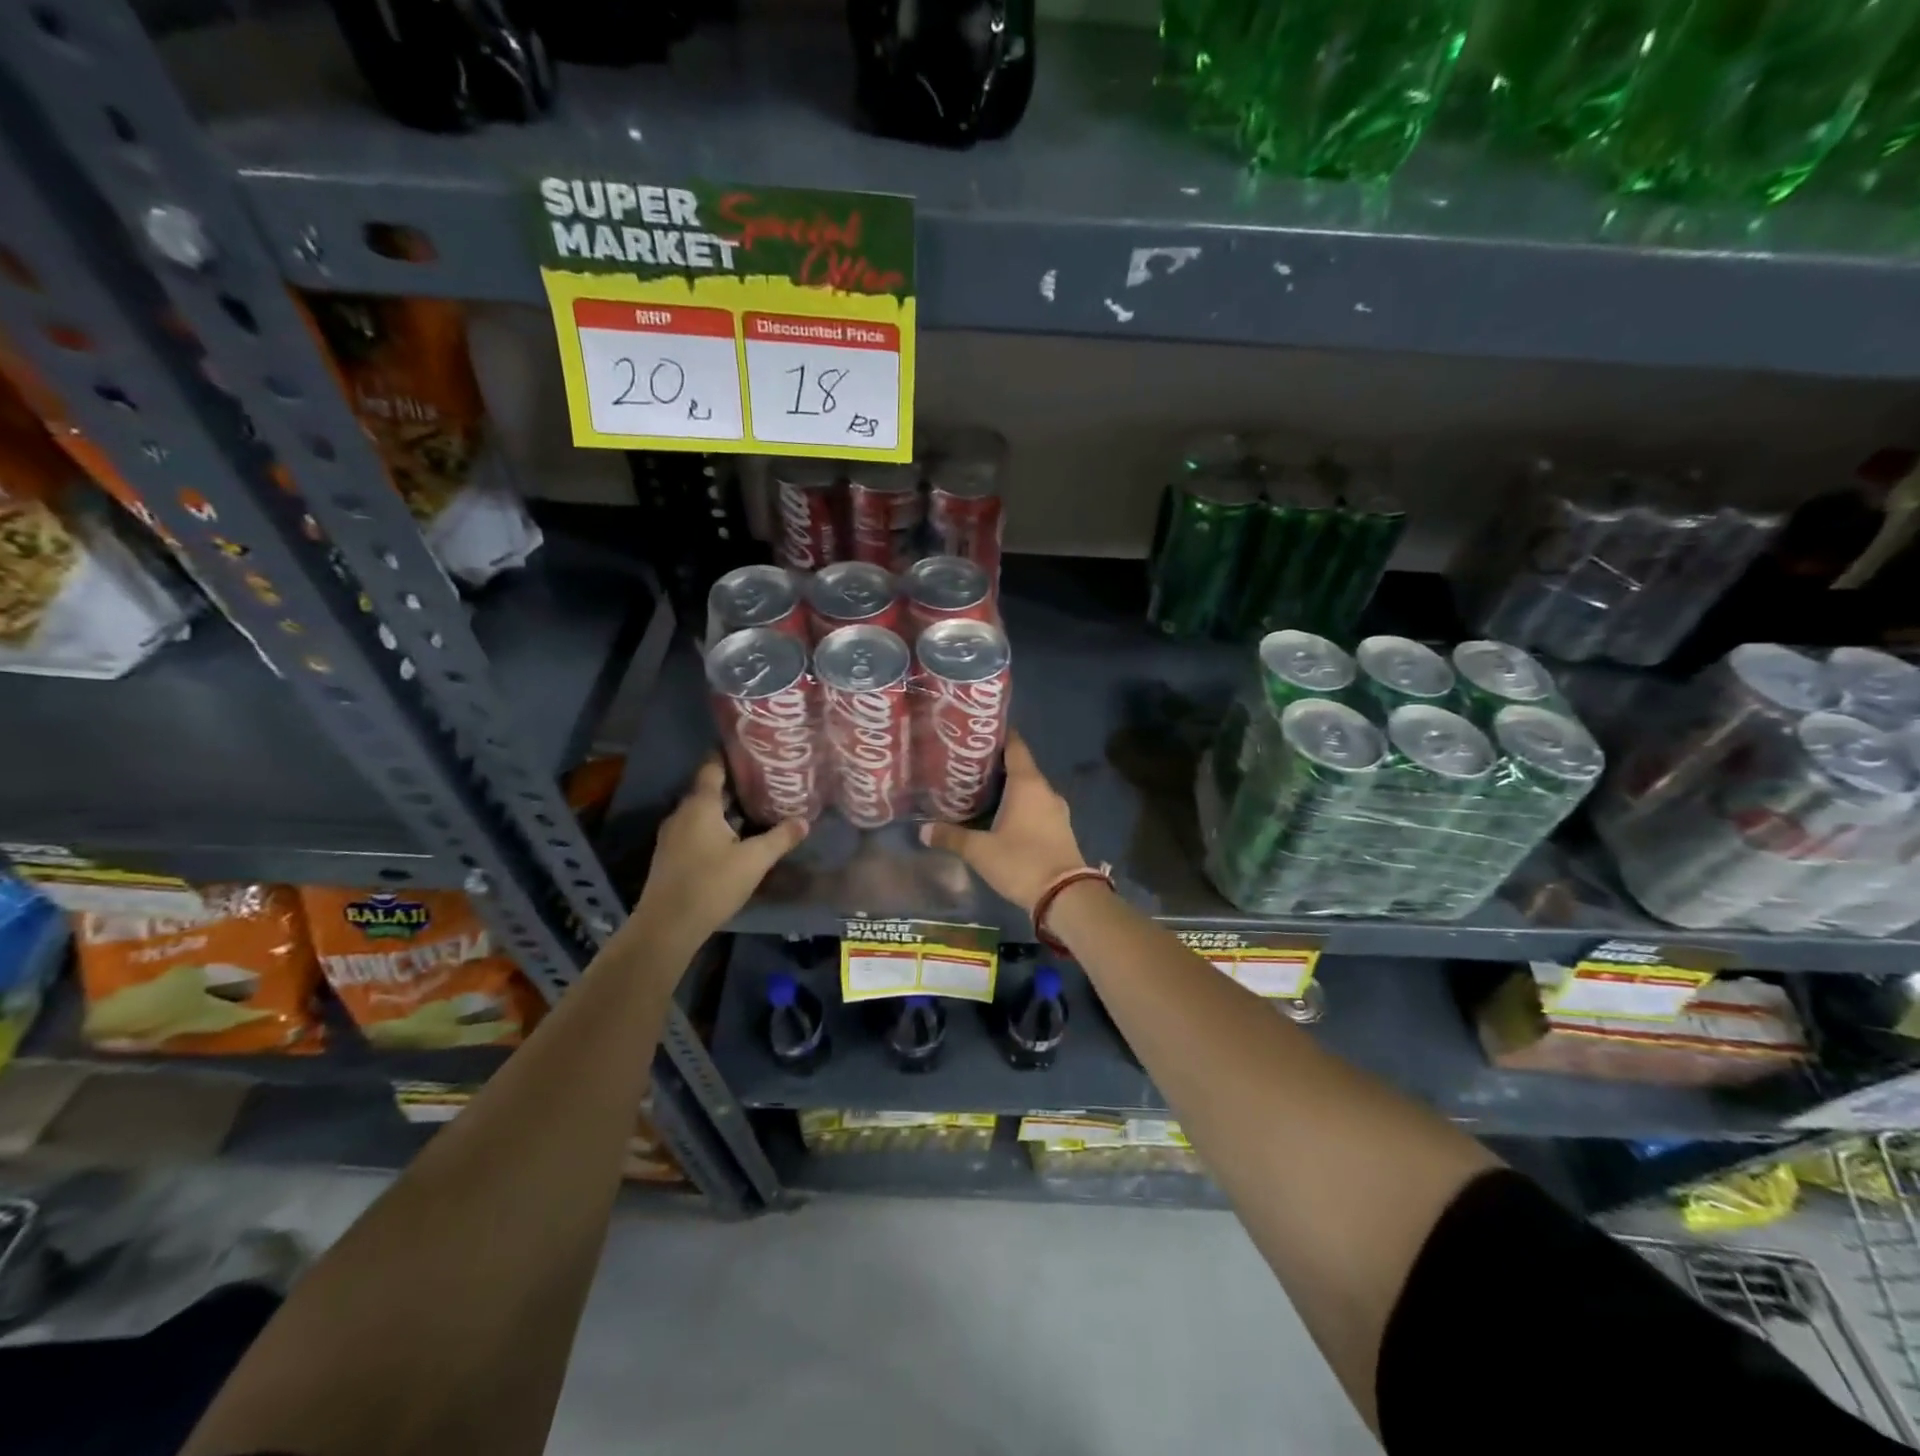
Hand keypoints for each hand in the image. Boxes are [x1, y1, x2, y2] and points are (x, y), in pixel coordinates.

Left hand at [634, 757, 807, 946]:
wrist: (667, 926)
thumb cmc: (711, 884)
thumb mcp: (754, 861)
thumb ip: (780, 838)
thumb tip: (804, 821)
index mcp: (700, 806)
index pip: (712, 768)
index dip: (729, 756)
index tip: (750, 751)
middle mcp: (682, 813)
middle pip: (708, 790)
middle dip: (734, 785)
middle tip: (764, 782)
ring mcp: (672, 835)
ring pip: (702, 812)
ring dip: (724, 809)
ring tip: (754, 809)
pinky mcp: (670, 856)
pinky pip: (695, 830)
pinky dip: (714, 827)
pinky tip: (734, 838)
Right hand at [918, 733, 1086, 912]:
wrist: (1066, 896)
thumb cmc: (1021, 862)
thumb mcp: (980, 850)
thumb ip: (952, 836)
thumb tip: (923, 830)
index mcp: (1028, 783)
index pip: (1015, 746)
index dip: (997, 736)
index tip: (976, 734)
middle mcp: (1045, 790)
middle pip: (1020, 767)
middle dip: (996, 766)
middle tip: (967, 766)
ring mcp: (1056, 810)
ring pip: (1029, 789)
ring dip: (1009, 788)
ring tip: (980, 791)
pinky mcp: (1060, 828)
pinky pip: (1037, 807)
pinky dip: (1020, 806)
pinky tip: (1001, 816)